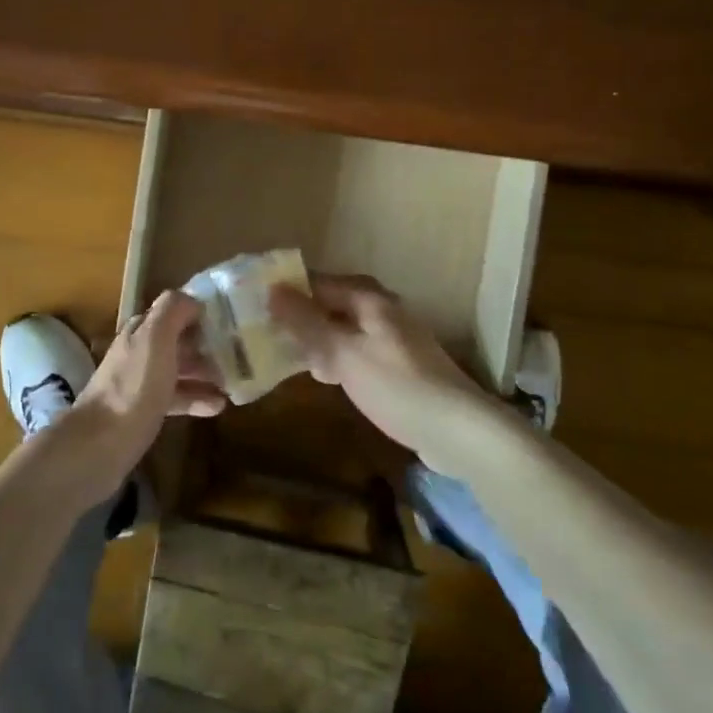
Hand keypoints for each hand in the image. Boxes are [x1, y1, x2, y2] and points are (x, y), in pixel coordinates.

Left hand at [38, 291, 224, 509]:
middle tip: (242, 353)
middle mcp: (140, 351)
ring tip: (237, 380)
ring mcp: (141, 382)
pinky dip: (197, 399)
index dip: (202, 313)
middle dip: (209, 344)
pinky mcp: (145, 411)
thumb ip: (172, 312)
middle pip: (179, 340)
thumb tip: (193, 300)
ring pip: (180, 369)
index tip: (233, 320)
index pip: (175, 310)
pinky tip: (219, 407)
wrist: (100, 444)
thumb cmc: (133, 387)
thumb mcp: (155, 339)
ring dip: (207, 372)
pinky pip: (177, 398)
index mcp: (142, 330)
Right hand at [269, 273, 516, 475]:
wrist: (459, 431)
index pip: (316, 282)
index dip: (286, 291)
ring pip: (341, 330)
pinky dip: (336, 359)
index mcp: (368, 298)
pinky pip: (355, 352)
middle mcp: (380, 310)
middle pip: (329, 304)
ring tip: (284, 358)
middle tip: (263, 336)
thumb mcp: (343, 354)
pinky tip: (323, 378)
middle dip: (298, 319)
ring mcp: (391, 338)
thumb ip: (307, 323)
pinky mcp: (397, 365)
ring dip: (316, 341)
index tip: (253, 306)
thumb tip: (273, 290)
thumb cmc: (397, 386)